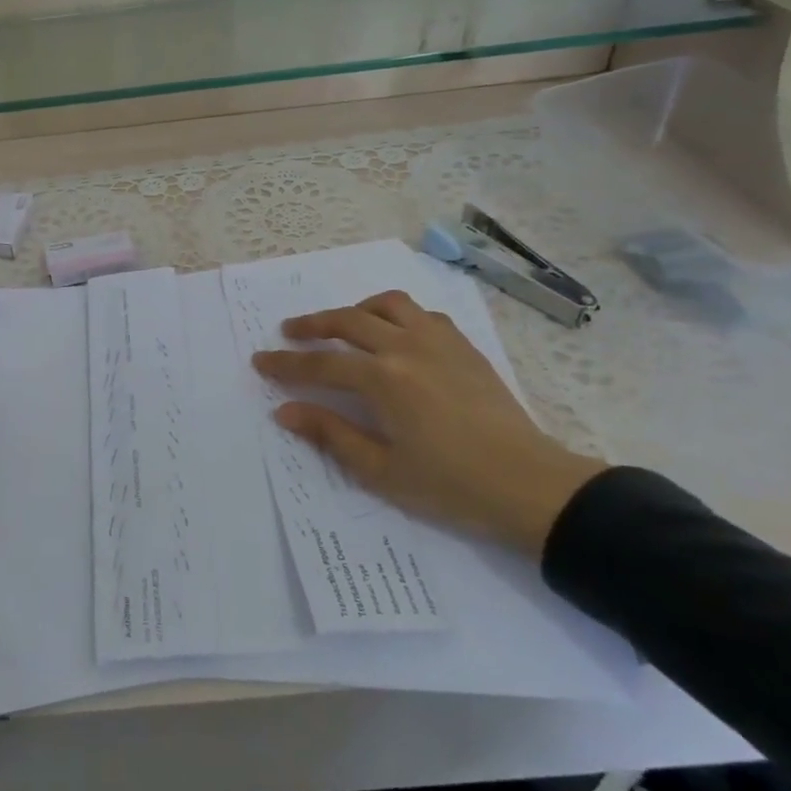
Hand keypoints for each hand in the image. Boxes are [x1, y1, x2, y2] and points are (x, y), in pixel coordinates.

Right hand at [251, 290, 605, 555]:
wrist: (530, 484)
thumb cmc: (451, 485)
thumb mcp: (381, 470)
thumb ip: (330, 434)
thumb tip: (285, 411)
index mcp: (384, 380)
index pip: (321, 365)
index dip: (286, 364)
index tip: (260, 360)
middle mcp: (407, 348)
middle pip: (348, 321)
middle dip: (312, 325)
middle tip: (290, 332)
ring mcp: (439, 342)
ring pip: (388, 304)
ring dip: (357, 310)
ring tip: (343, 325)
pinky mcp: (464, 346)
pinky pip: (423, 314)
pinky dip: (398, 315)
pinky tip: (396, 335)